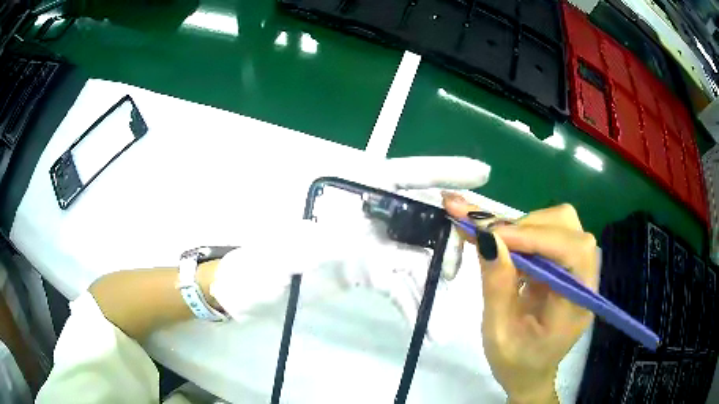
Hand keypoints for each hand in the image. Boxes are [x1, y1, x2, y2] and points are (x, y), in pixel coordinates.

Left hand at [209, 156, 490, 335]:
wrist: (245, 290)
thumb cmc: (257, 263)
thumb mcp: (287, 251)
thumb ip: (326, 245)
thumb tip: (376, 247)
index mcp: (344, 191)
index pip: (401, 173)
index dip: (443, 170)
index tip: (481, 174)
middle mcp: (362, 210)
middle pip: (419, 216)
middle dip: (446, 242)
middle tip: (460, 269)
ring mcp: (365, 241)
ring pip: (413, 256)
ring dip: (430, 287)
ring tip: (443, 324)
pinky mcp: (364, 267)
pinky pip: (398, 281)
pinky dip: (412, 301)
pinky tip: (427, 326)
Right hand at [444, 195, 598, 403]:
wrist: (530, 373)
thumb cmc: (516, 363)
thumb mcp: (498, 333)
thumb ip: (497, 287)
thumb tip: (487, 238)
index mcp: (576, 304)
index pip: (571, 251)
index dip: (534, 236)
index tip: (491, 234)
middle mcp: (584, 279)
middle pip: (568, 227)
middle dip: (526, 226)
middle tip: (487, 237)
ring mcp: (576, 269)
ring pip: (558, 224)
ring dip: (523, 227)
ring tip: (493, 241)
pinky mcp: (564, 265)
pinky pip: (548, 234)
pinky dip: (521, 233)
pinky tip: (501, 245)